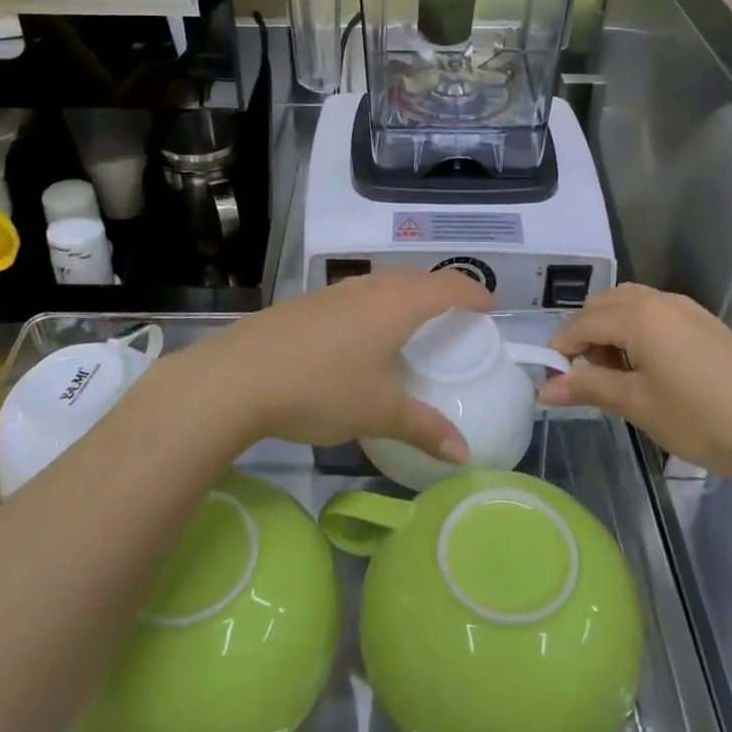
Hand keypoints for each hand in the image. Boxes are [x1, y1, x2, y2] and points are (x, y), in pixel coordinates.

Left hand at [186, 270, 493, 460]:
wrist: (239, 376)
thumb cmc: (321, 388)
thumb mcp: (378, 412)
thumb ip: (424, 428)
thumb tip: (463, 454)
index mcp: (397, 305)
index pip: (448, 287)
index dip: (474, 294)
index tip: (491, 307)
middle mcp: (369, 288)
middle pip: (417, 277)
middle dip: (442, 290)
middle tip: (457, 315)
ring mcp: (334, 291)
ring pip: (383, 282)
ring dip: (406, 293)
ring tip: (414, 321)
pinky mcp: (308, 302)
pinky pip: (357, 294)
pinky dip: (376, 303)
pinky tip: (363, 334)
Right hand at [540, 283, 731, 480]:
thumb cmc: (701, 419)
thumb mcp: (637, 405)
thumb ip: (588, 388)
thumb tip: (544, 388)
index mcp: (638, 315)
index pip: (581, 323)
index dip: (560, 352)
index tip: (552, 383)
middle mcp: (659, 300)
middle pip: (603, 306)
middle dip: (584, 337)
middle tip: (587, 380)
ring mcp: (686, 308)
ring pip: (629, 306)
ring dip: (611, 331)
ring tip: (617, 375)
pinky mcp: (705, 323)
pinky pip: (655, 314)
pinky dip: (637, 332)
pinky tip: (649, 369)